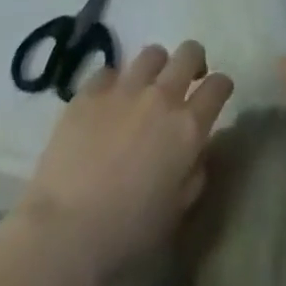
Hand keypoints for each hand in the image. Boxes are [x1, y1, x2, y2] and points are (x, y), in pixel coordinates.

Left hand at [15, 40, 233, 283]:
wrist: (64, 230)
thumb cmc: (126, 232)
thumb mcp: (174, 214)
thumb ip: (193, 176)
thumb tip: (196, 155)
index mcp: (187, 127)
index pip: (218, 86)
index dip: (221, 87)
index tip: (216, 95)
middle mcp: (161, 97)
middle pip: (189, 53)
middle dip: (194, 61)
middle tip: (186, 80)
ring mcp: (125, 88)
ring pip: (152, 53)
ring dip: (156, 68)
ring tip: (146, 87)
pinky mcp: (90, 91)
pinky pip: (109, 72)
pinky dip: (113, 84)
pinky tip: (107, 103)